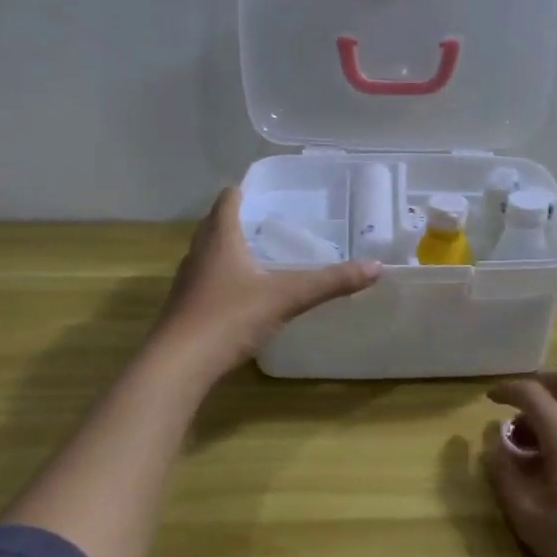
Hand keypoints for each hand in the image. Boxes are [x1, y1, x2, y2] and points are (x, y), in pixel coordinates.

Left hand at [151, 188, 380, 381]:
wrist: (179, 364)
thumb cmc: (230, 318)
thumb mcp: (287, 297)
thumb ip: (330, 283)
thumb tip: (377, 267)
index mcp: (221, 239)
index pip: (228, 200)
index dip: (244, 191)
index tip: (266, 192)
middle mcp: (199, 253)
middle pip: (214, 224)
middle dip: (238, 219)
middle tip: (270, 223)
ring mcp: (187, 281)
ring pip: (208, 253)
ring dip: (228, 249)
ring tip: (258, 256)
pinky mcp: (183, 308)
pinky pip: (205, 280)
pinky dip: (222, 278)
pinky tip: (241, 295)